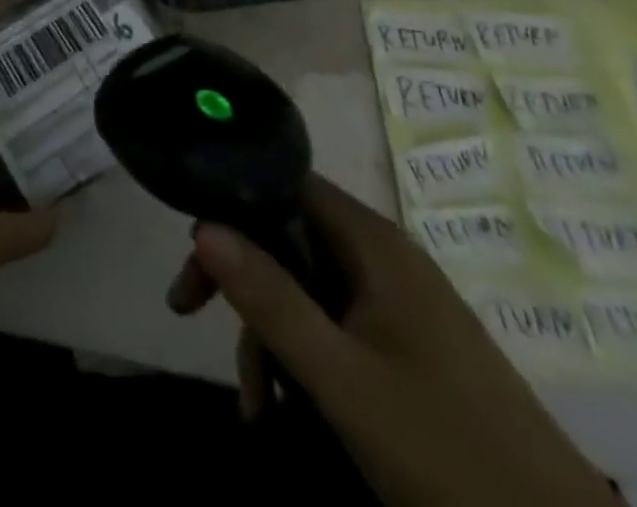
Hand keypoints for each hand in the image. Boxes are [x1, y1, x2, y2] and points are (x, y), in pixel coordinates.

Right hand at [168, 175, 615, 506]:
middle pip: (288, 238)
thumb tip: (202, 225)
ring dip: (270, 338)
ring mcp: (398, 303)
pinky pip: (334, 327)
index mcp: (373, 243)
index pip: (284, 184)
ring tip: (258, 410)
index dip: (232, 205)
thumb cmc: (447, 452)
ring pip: (306, 290)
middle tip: (190, 313)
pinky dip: (303, 360)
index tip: (194, 249)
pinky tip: (288, 411)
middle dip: (241, 282)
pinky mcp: (407, 346)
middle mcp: (383, 257)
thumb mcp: (342, 380)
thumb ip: (269, 299)